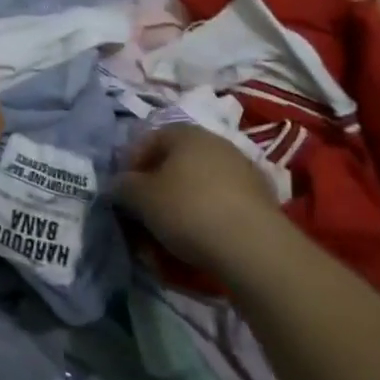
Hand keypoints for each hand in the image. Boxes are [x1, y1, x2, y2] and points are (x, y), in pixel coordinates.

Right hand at [117, 125, 286, 280]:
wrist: (254, 246)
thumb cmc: (188, 209)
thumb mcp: (141, 198)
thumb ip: (123, 186)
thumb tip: (118, 184)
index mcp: (186, 132)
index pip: (148, 139)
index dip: (130, 164)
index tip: (123, 192)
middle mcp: (215, 142)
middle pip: (175, 162)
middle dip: (156, 188)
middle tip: (144, 215)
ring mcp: (241, 169)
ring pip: (198, 184)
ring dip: (180, 204)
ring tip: (169, 235)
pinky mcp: (260, 198)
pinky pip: (220, 203)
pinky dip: (205, 216)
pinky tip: (199, 240)